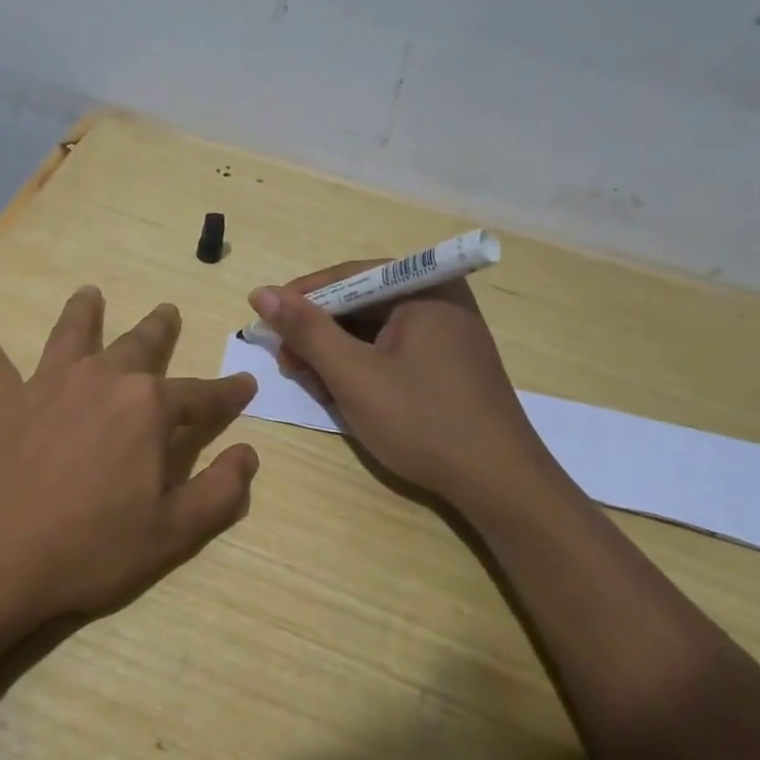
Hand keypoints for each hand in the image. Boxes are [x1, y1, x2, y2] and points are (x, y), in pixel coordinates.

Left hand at [0, 287, 259, 629]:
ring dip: (82, 312)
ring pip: (70, 336)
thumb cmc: (90, 548)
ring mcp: (47, 386)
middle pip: (137, 346)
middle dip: (159, 329)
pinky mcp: (2, 404)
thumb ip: (219, 492)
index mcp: (146, 409)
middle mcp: (100, 381)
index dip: (227, 392)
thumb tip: (248, 454)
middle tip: (168, 310)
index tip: (246, 383)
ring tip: (89, 292)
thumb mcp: (172, 533)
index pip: (200, 395)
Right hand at [246, 263, 560, 508]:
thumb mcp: (353, 374)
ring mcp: (446, 332)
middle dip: (318, 334)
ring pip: (372, 331)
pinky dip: (362, 368)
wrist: (498, 483)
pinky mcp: (446, 363)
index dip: (300, 300)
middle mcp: (438, 299)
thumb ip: (306, 330)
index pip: (346, 276)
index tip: (265, 326)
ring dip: (335, 355)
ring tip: (313, 386)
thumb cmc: (422, 420)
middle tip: (289, 366)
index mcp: (424, 287)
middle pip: (359, 303)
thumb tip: (261, 293)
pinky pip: (391, 351)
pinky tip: (343, 394)